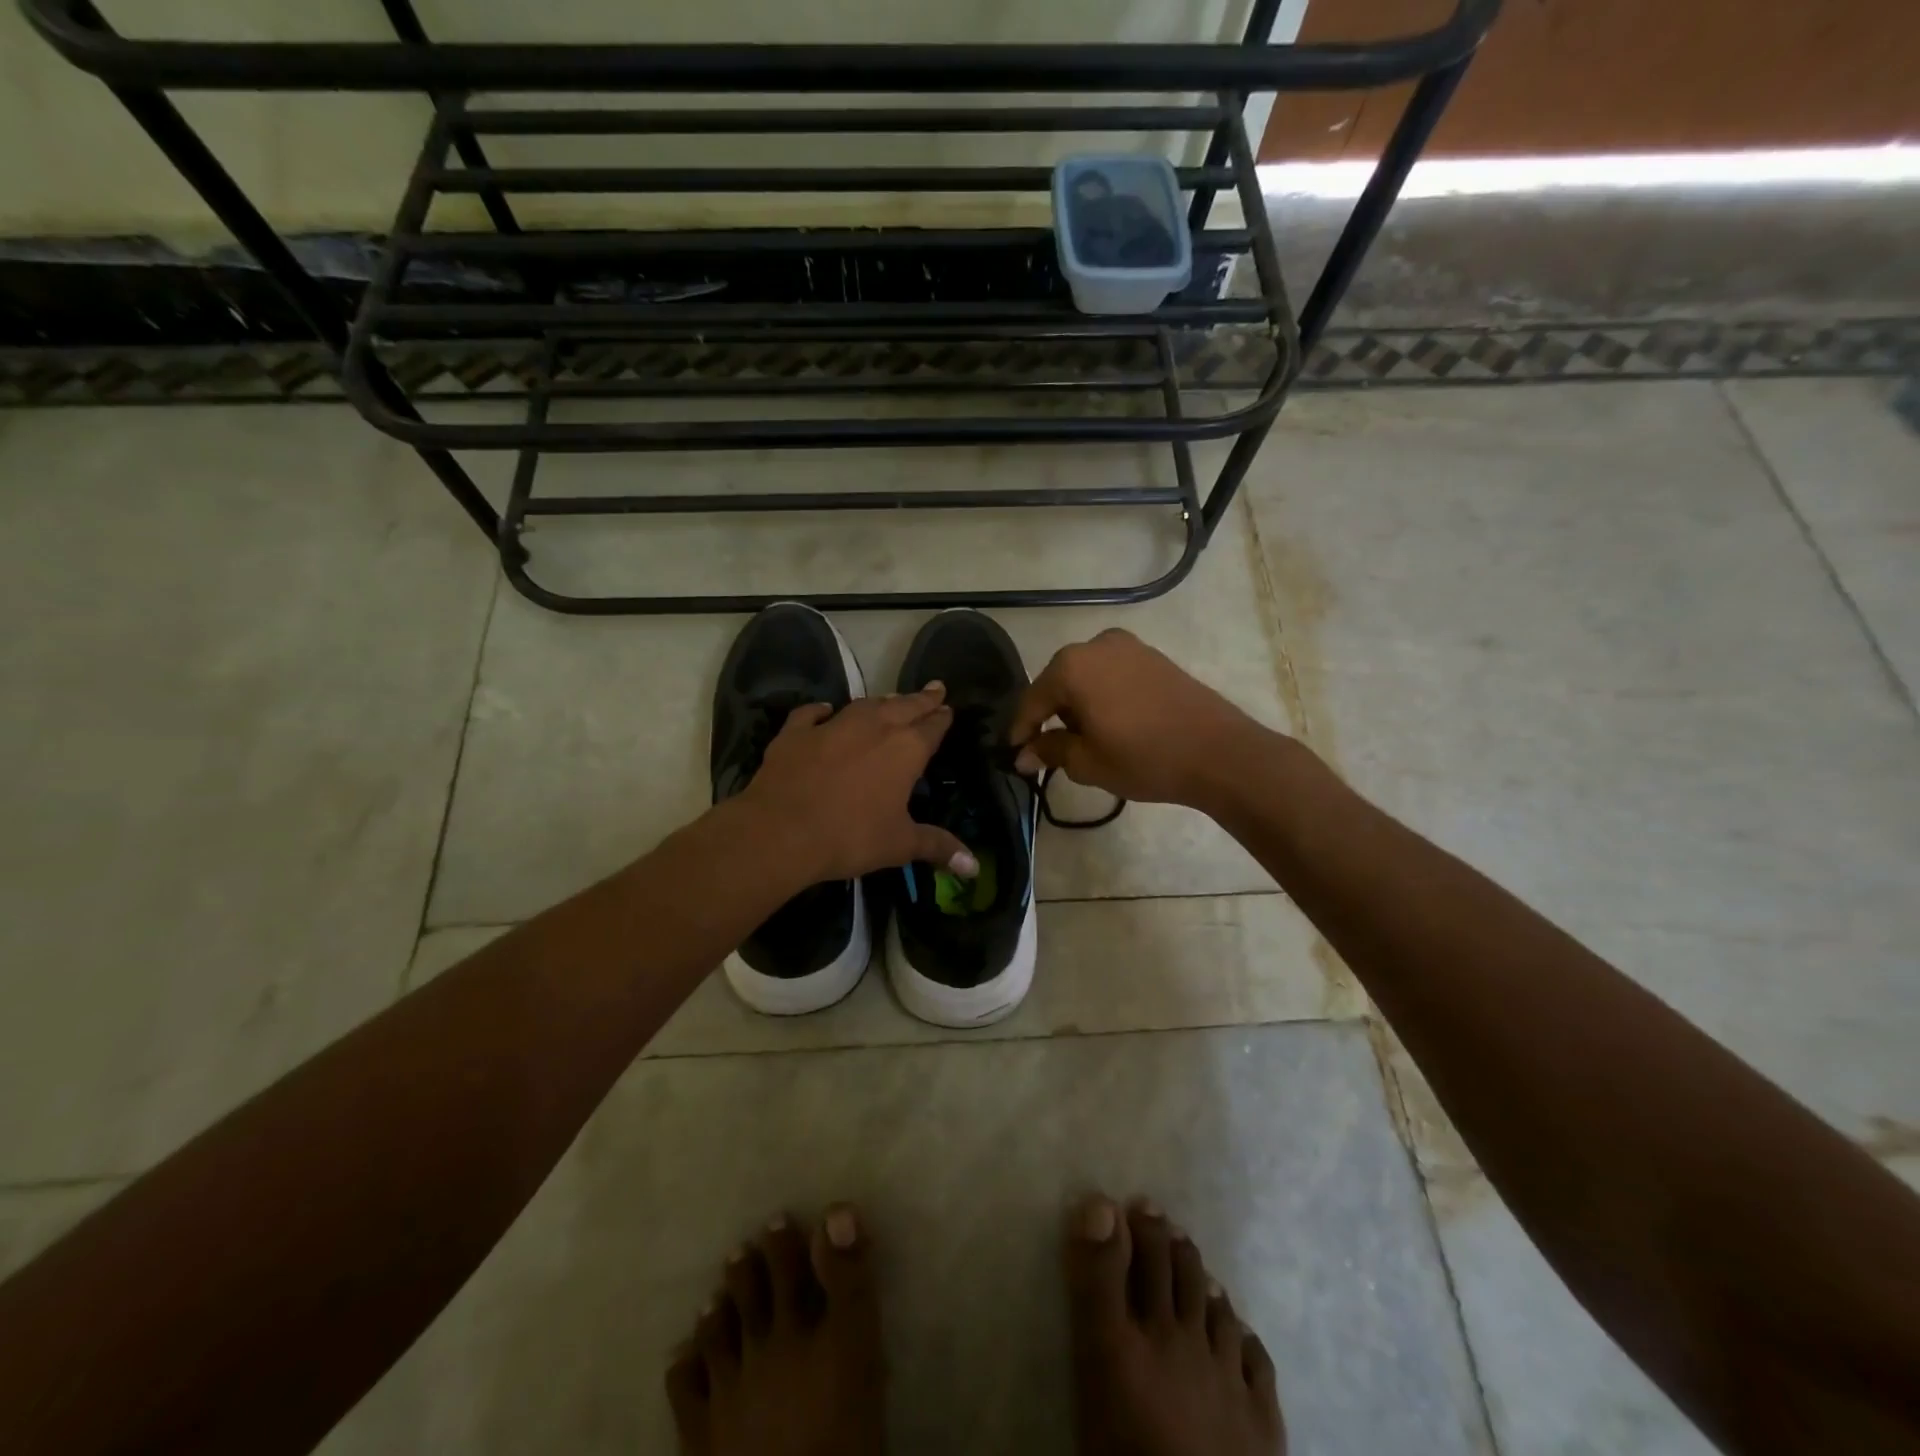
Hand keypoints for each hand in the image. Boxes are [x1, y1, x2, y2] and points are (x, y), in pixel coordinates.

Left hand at [738, 684, 977, 883]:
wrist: (781, 831)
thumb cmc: (851, 837)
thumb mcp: (900, 845)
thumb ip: (937, 847)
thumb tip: (974, 868)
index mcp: (905, 749)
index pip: (932, 726)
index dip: (942, 718)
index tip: (948, 709)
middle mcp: (873, 727)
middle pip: (903, 706)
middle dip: (921, 699)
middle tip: (934, 689)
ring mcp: (832, 726)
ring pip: (864, 705)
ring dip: (882, 701)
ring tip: (893, 699)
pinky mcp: (796, 733)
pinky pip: (812, 714)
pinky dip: (822, 711)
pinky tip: (825, 710)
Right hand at [1008, 629, 1270, 809]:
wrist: (1219, 752)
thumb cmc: (1144, 758)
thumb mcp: (1087, 762)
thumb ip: (1049, 751)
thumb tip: (1023, 754)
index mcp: (1072, 666)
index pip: (1032, 700)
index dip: (1020, 730)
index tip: (1014, 754)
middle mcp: (1096, 645)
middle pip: (1058, 682)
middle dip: (1049, 715)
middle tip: (1047, 748)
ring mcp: (1129, 647)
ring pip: (1086, 677)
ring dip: (1077, 705)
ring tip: (1082, 739)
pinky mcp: (1154, 657)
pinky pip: (1112, 675)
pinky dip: (1102, 696)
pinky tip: (1110, 723)